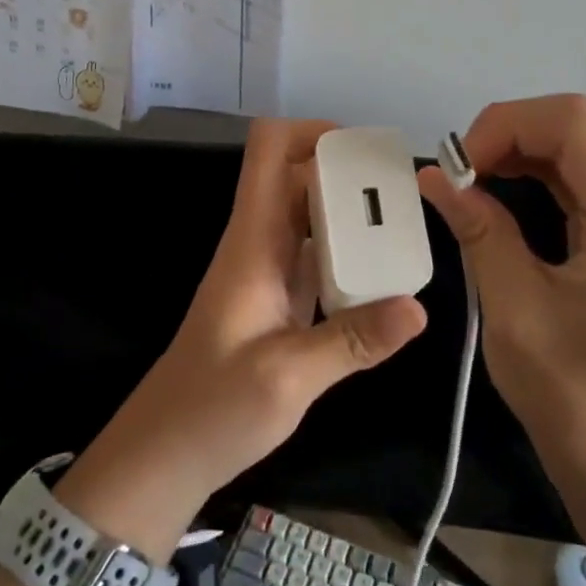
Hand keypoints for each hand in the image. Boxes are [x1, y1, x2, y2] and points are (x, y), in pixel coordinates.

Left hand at [61, 120, 427, 556]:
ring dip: (353, 213)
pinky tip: (385, 275)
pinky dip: (349, 252)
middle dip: (349, 173)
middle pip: (300, 177)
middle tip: (405, 193)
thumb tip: (419, 307)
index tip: (364, 151)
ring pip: (311, 216)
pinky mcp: (279, 300)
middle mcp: (260, 243)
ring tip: (405, 226)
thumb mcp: (287, 378)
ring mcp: (268, 271)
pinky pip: (317, 255)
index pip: (269, 151)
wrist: (166, 452)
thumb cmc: (213, 408)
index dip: (312, 133)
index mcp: (252, 241)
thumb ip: (352, 341)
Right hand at [416, 95, 585, 492]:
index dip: (505, 125)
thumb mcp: (514, 309)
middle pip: (578, 127)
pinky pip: (584, 180)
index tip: (458, 168)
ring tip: (472, 183)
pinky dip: (537, 175)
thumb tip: (433, 176)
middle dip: (509, 134)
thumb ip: (478, 229)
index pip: (573, 123)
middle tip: (460, 176)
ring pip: (580, 148)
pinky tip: (501, 196)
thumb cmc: (574, 398)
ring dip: (520, 152)